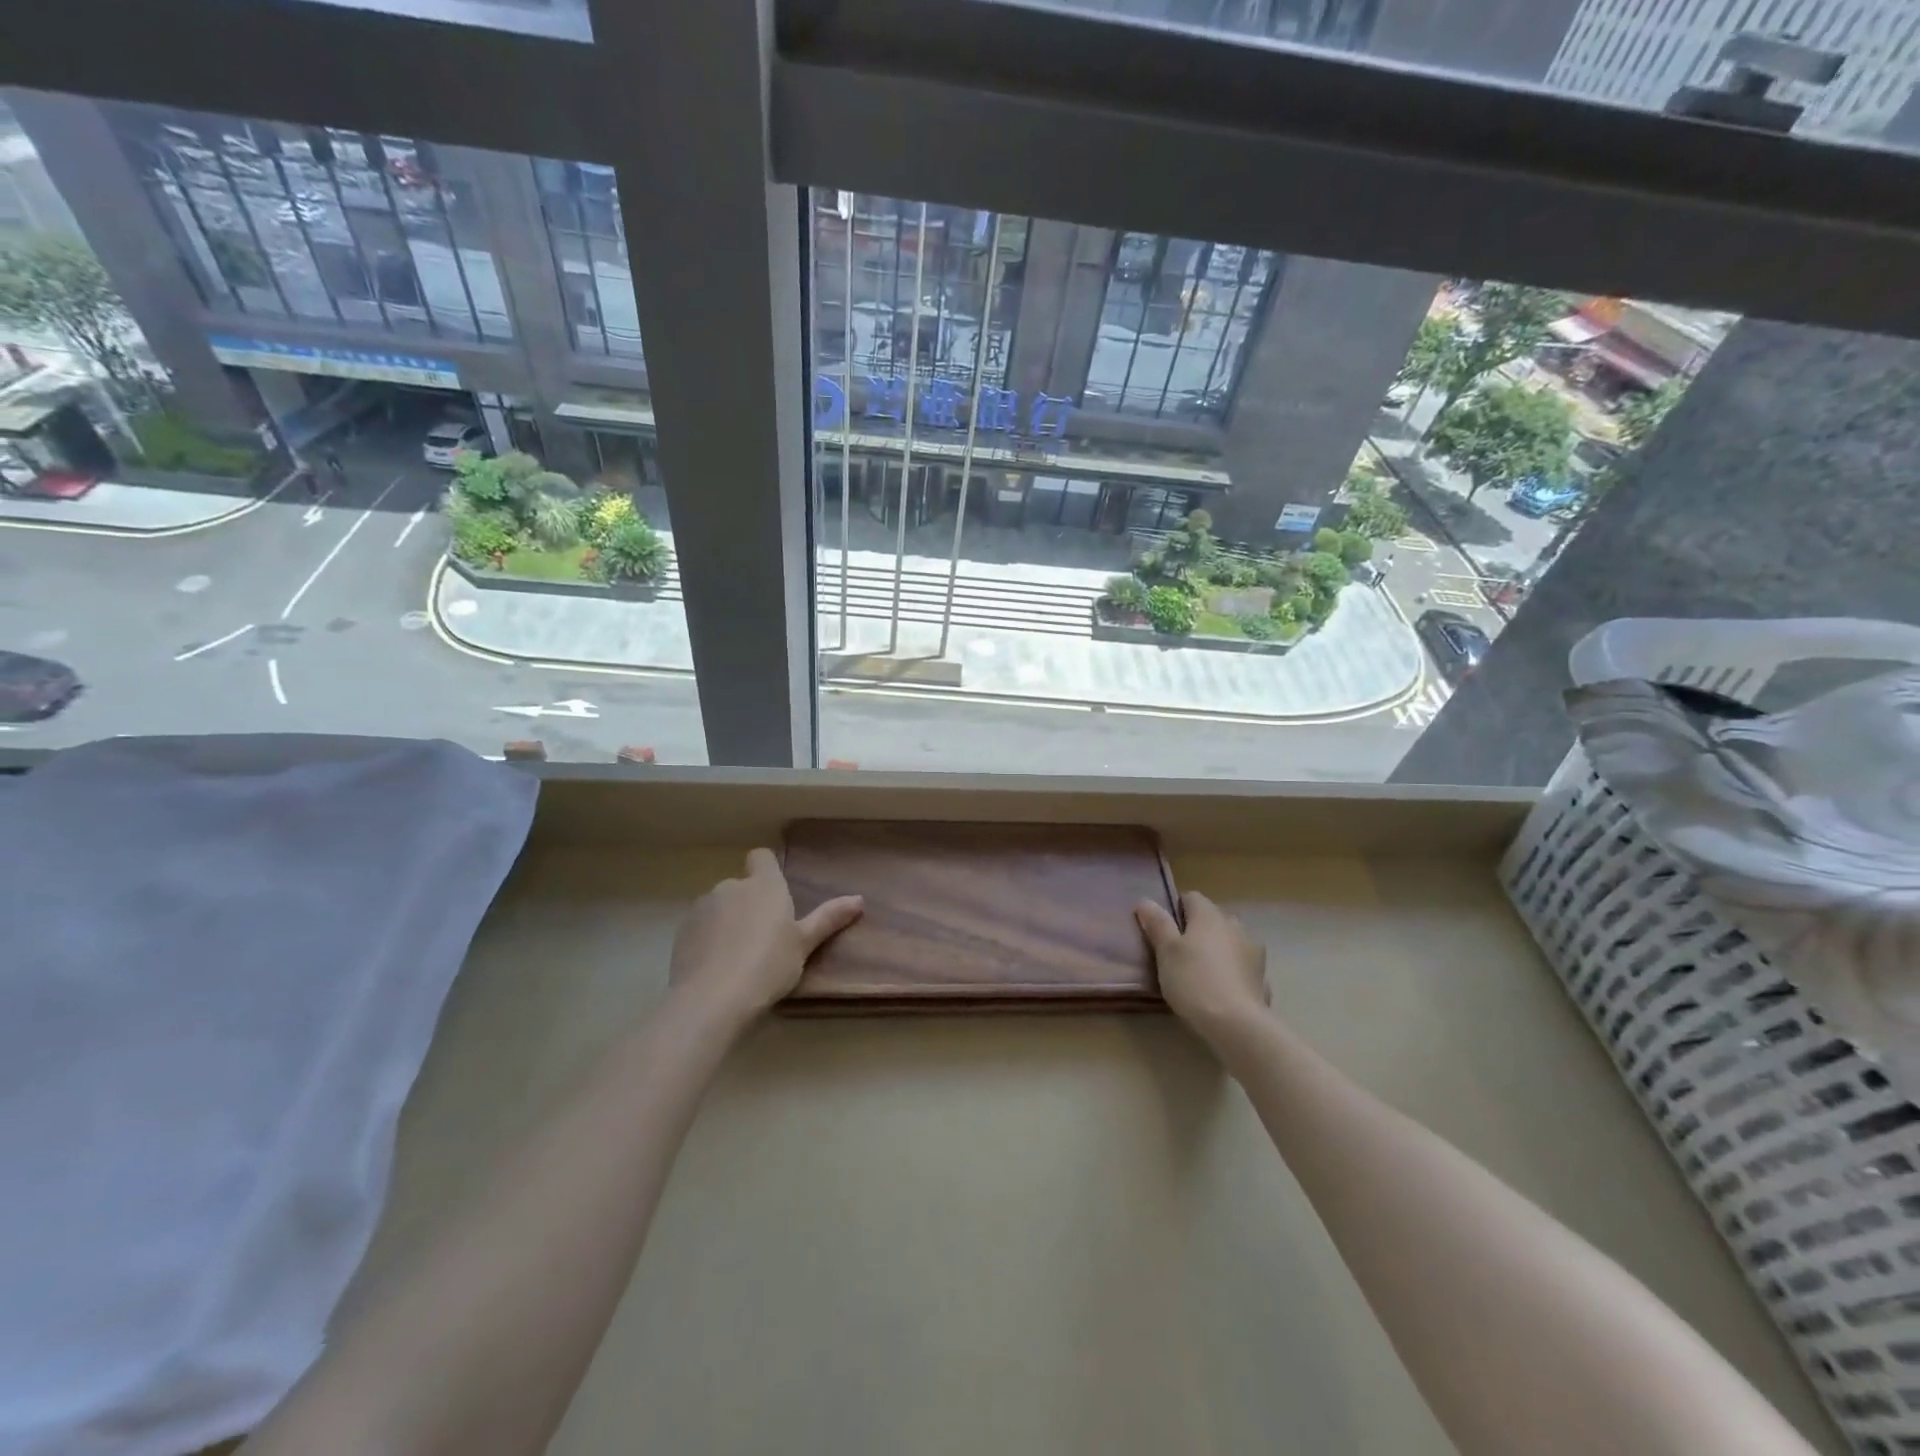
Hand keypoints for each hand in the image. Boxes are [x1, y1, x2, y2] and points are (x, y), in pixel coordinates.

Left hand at [669, 849, 862, 1022]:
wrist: (712, 998)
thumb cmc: (769, 964)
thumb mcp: (804, 944)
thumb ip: (828, 918)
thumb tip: (859, 899)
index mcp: (764, 885)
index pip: (761, 857)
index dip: (767, 870)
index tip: (776, 894)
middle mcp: (731, 887)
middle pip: (741, 886)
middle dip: (749, 904)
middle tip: (764, 939)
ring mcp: (702, 908)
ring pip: (719, 907)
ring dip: (727, 922)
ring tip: (738, 958)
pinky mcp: (682, 932)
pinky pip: (700, 928)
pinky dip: (708, 940)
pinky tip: (716, 968)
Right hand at [1135, 891, 1268, 1043]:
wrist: (1237, 1024)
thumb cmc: (1193, 980)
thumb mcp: (1166, 951)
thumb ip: (1157, 924)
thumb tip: (1146, 901)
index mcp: (1209, 915)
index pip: (1191, 897)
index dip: (1175, 909)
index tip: (1163, 930)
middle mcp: (1234, 925)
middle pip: (1212, 918)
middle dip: (1197, 929)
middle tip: (1179, 952)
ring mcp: (1253, 950)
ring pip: (1230, 940)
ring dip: (1217, 948)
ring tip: (1201, 970)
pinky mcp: (1262, 976)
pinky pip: (1242, 964)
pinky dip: (1232, 969)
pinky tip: (1221, 988)